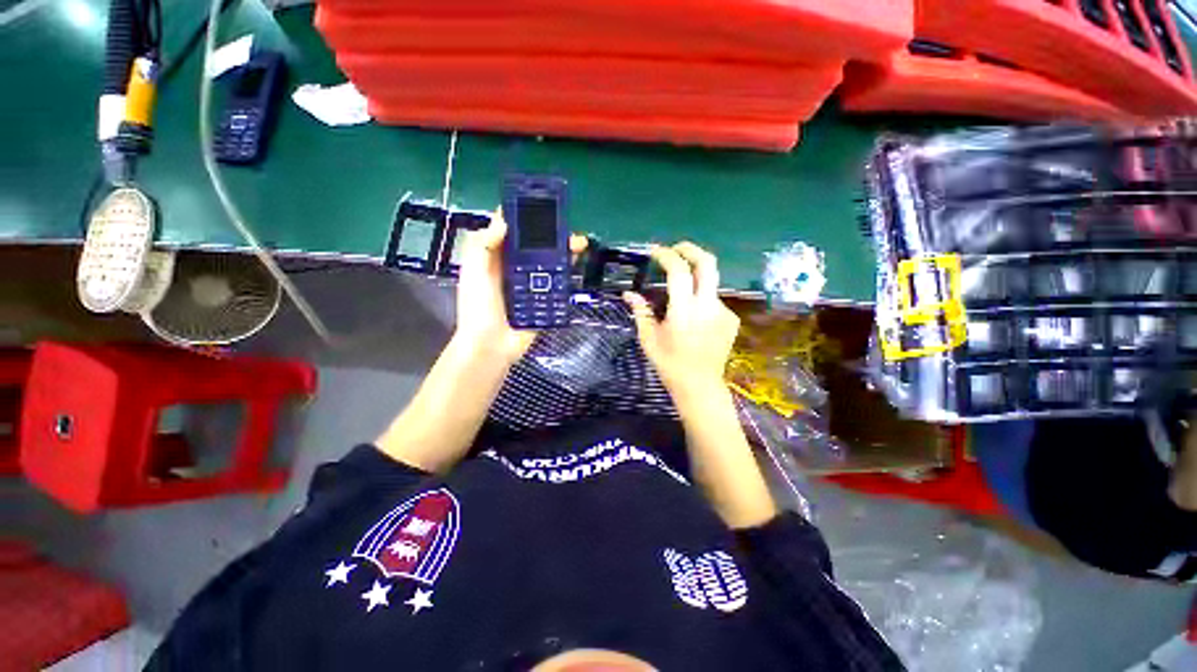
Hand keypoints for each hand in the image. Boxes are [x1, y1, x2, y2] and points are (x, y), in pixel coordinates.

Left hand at [454, 210, 586, 364]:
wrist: (491, 346)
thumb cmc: (478, 307)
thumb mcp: (473, 272)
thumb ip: (483, 245)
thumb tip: (504, 220)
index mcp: (497, 259)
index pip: (512, 233)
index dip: (524, 218)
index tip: (540, 205)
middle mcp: (516, 270)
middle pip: (536, 247)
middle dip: (552, 235)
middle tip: (567, 226)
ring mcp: (532, 286)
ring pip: (550, 263)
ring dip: (564, 252)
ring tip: (579, 244)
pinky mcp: (544, 301)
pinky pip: (557, 285)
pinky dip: (567, 274)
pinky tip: (576, 266)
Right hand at [624, 242, 739, 395]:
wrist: (700, 386)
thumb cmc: (669, 364)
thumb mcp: (649, 338)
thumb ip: (641, 311)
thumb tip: (628, 293)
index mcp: (684, 311)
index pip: (679, 271)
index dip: (667, 256)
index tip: (655, 252)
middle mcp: (708, 306)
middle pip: (708, 263)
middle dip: (691, 250)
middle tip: (676, 249)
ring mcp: (724, 311)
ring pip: (710, 282)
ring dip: (694, 279)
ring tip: (680, 294)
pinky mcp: (732, 319)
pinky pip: (714, 300)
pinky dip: (701, 300)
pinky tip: (693, 317)